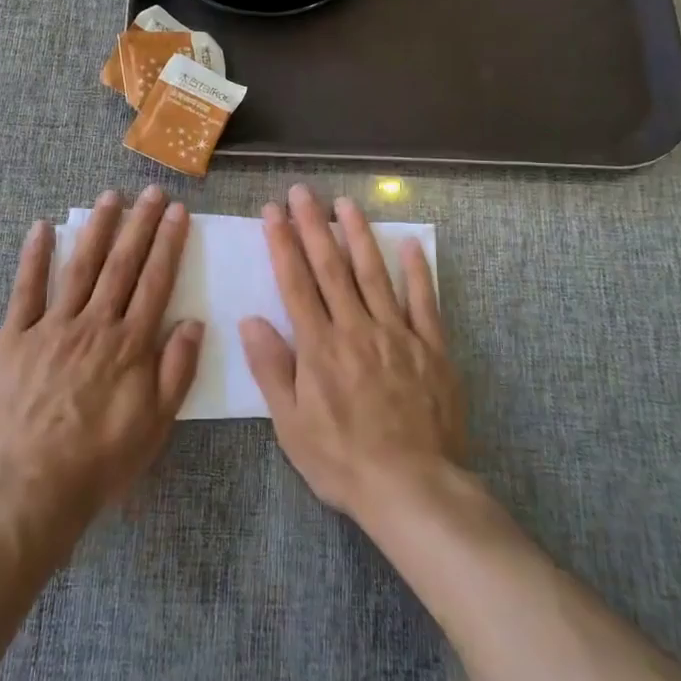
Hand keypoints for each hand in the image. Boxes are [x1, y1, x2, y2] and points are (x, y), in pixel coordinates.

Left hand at [0, 187, 203, 527]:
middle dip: (140, 224)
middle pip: (122, 264)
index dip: (168, 244)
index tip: (178, 212)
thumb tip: (194, 322)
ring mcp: (52, 327)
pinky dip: (33, 257)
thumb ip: (176, 371)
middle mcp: (94, 325)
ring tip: (110, 197)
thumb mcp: (154, 425)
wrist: (29, 489)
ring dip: (97, 229)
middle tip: (152, 191)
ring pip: (80, 267)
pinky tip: (41, 228)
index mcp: (130, 344)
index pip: (155, 281)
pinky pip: (25, 290)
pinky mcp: (15, 338)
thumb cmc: (99, 461)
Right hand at [241, 184, 464, 523]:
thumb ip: (272, 369)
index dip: (283, 243)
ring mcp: (397, 333)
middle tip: (302, 192)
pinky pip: (424, 301)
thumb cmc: (343, 461)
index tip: (273, 211)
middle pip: (331, 267)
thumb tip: (249, 320)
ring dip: (359, 234)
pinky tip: (410, 244)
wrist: (413, 488)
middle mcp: (356, 328)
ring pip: (374, 273)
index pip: (296, 282)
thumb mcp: (291, 425)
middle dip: (314, 225)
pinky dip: (417, 271)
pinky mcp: (431, 347)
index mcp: (319, 346)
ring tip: (346, 203)